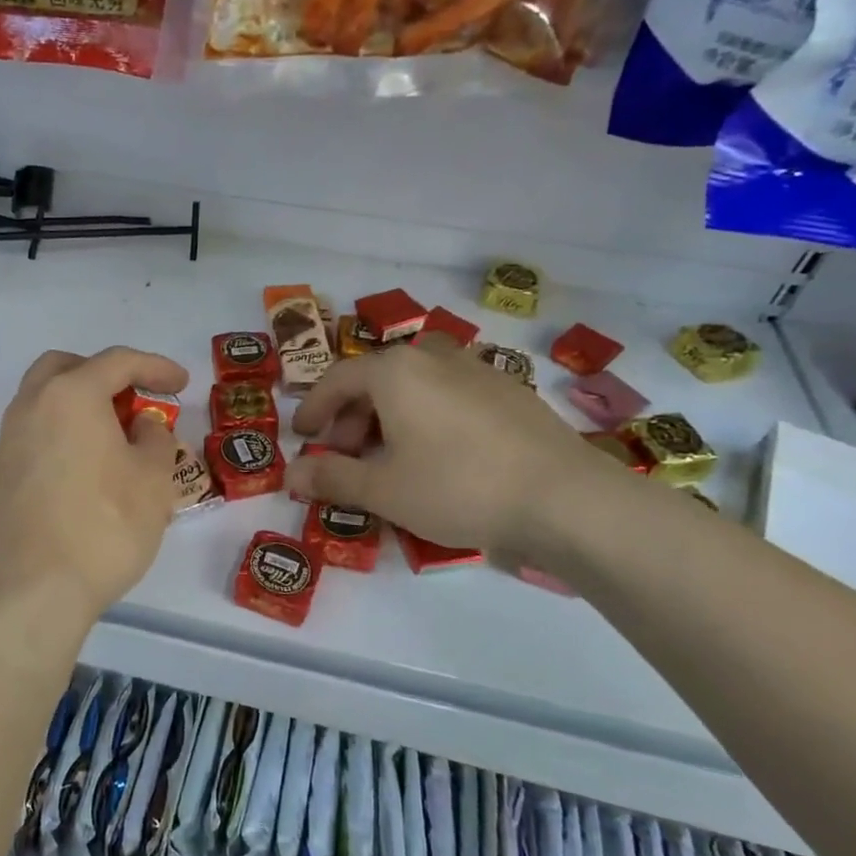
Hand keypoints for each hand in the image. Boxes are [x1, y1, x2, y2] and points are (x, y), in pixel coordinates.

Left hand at [0, 346, 187, 619]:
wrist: (34, 590)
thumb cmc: (105, 526)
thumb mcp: (153, 479)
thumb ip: (154, 438)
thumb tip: (141, 424)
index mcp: (71, 395)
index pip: (118, 362)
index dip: (156, 367)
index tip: (182, 385)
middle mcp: (32, 405)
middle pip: (67, 368)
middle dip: (104, 374)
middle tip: (134, 400)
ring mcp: (9, 440)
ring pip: (45, 399)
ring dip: (81, 404)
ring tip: (114, 437)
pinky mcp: (0, 474)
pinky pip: (36, 433)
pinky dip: (63, 432)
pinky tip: (87, 468)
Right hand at [284, 335, 609, 561]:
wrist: (565, 498)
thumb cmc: (457, 486)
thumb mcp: (383, 489)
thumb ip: (331, 478)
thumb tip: (290, 476)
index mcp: (395, 371)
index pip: (336, 380)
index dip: (313, 409)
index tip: (302, 437)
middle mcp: (433, 357)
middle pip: (375, 380)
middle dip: (351, 418)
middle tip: (344, 457)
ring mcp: (477, 370)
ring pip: (414, 386)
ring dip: (388, 418)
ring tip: (389, 459)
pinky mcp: (510, 391)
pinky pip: (449, 395)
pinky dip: (426, 417)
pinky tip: (438, 455)